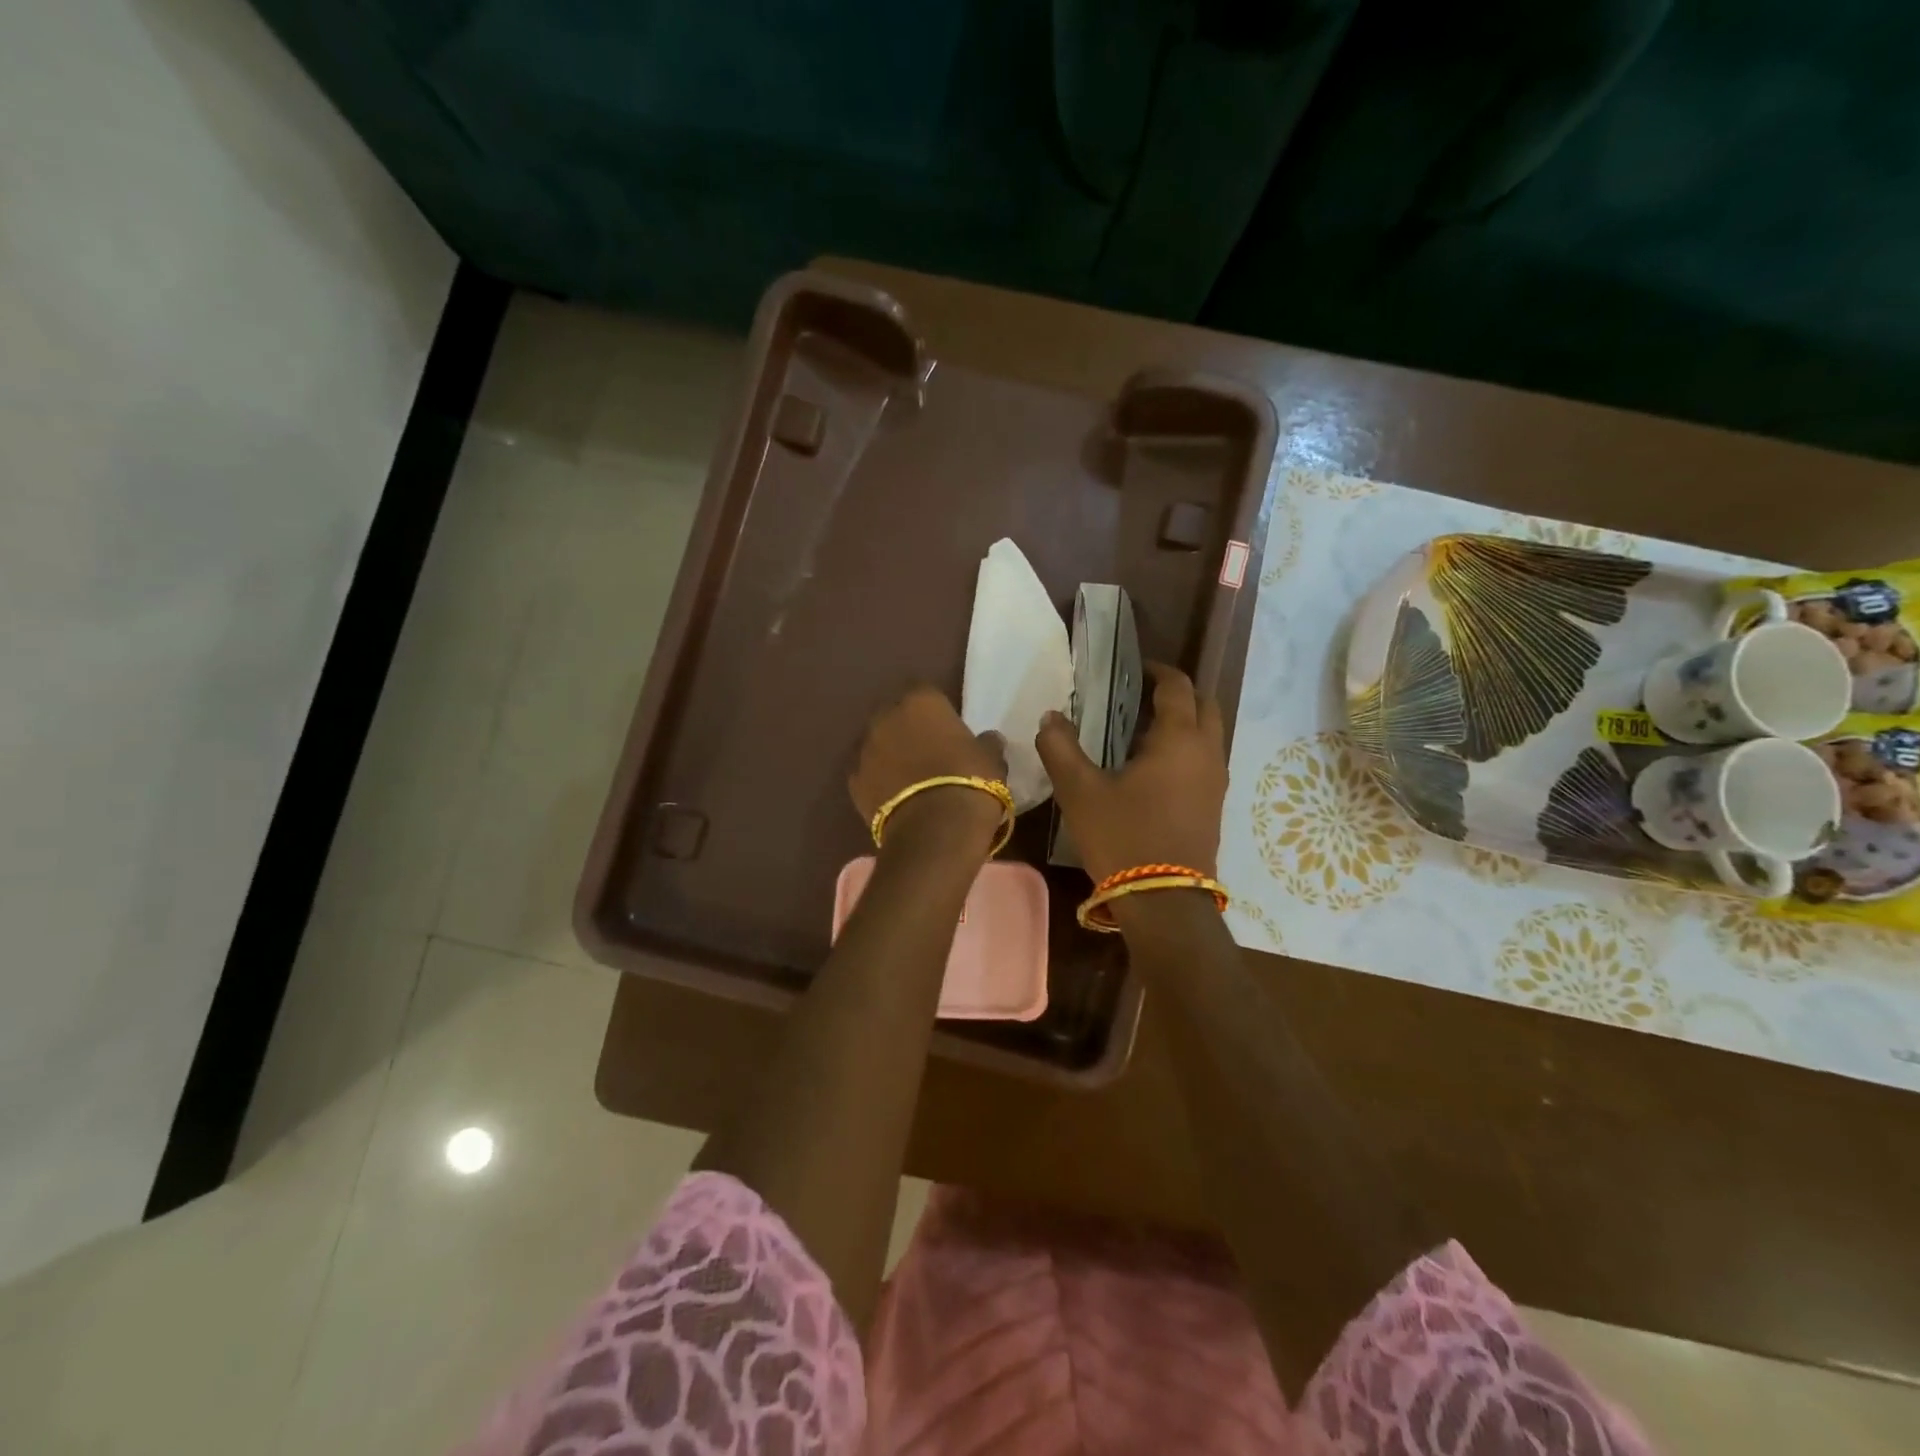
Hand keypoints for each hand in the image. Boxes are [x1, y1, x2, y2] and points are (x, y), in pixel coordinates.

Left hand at [850, 687, 1007, 853]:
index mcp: (921, 701)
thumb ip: (986, 743)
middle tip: (927, 751)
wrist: (935, 829)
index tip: (947, 729)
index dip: (936, 711)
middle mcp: (886, 716)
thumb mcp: (991, 759)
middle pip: (895, 715)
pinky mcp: (853, 780)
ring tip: (909, 778)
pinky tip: (894, 797)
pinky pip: (867, 773)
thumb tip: (988, 739)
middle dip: (907, 729)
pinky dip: (878, 781)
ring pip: (877, 744)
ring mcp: (864, 748)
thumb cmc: (970, 781)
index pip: (925, 692)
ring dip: (890, 754)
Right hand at [1035, 663, 1226, 882]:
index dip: (1157, 671)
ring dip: (1183, 723)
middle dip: (1177, 693)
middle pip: (1204, 705)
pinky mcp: (1214, 806)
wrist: (1164, 902)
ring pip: (1208, 734)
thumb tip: (1050, 717)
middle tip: (1140, 696)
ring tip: (1140, 732)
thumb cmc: (1123, 837)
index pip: (1178, 686)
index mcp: (1179, 739)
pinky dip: (1186, 749)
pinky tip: (1151, 769)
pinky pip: (1205, 760)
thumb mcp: (1080, 791)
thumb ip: (1060, 748)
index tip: (1134, 668)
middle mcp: (1207, 752)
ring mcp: (1216, 781)